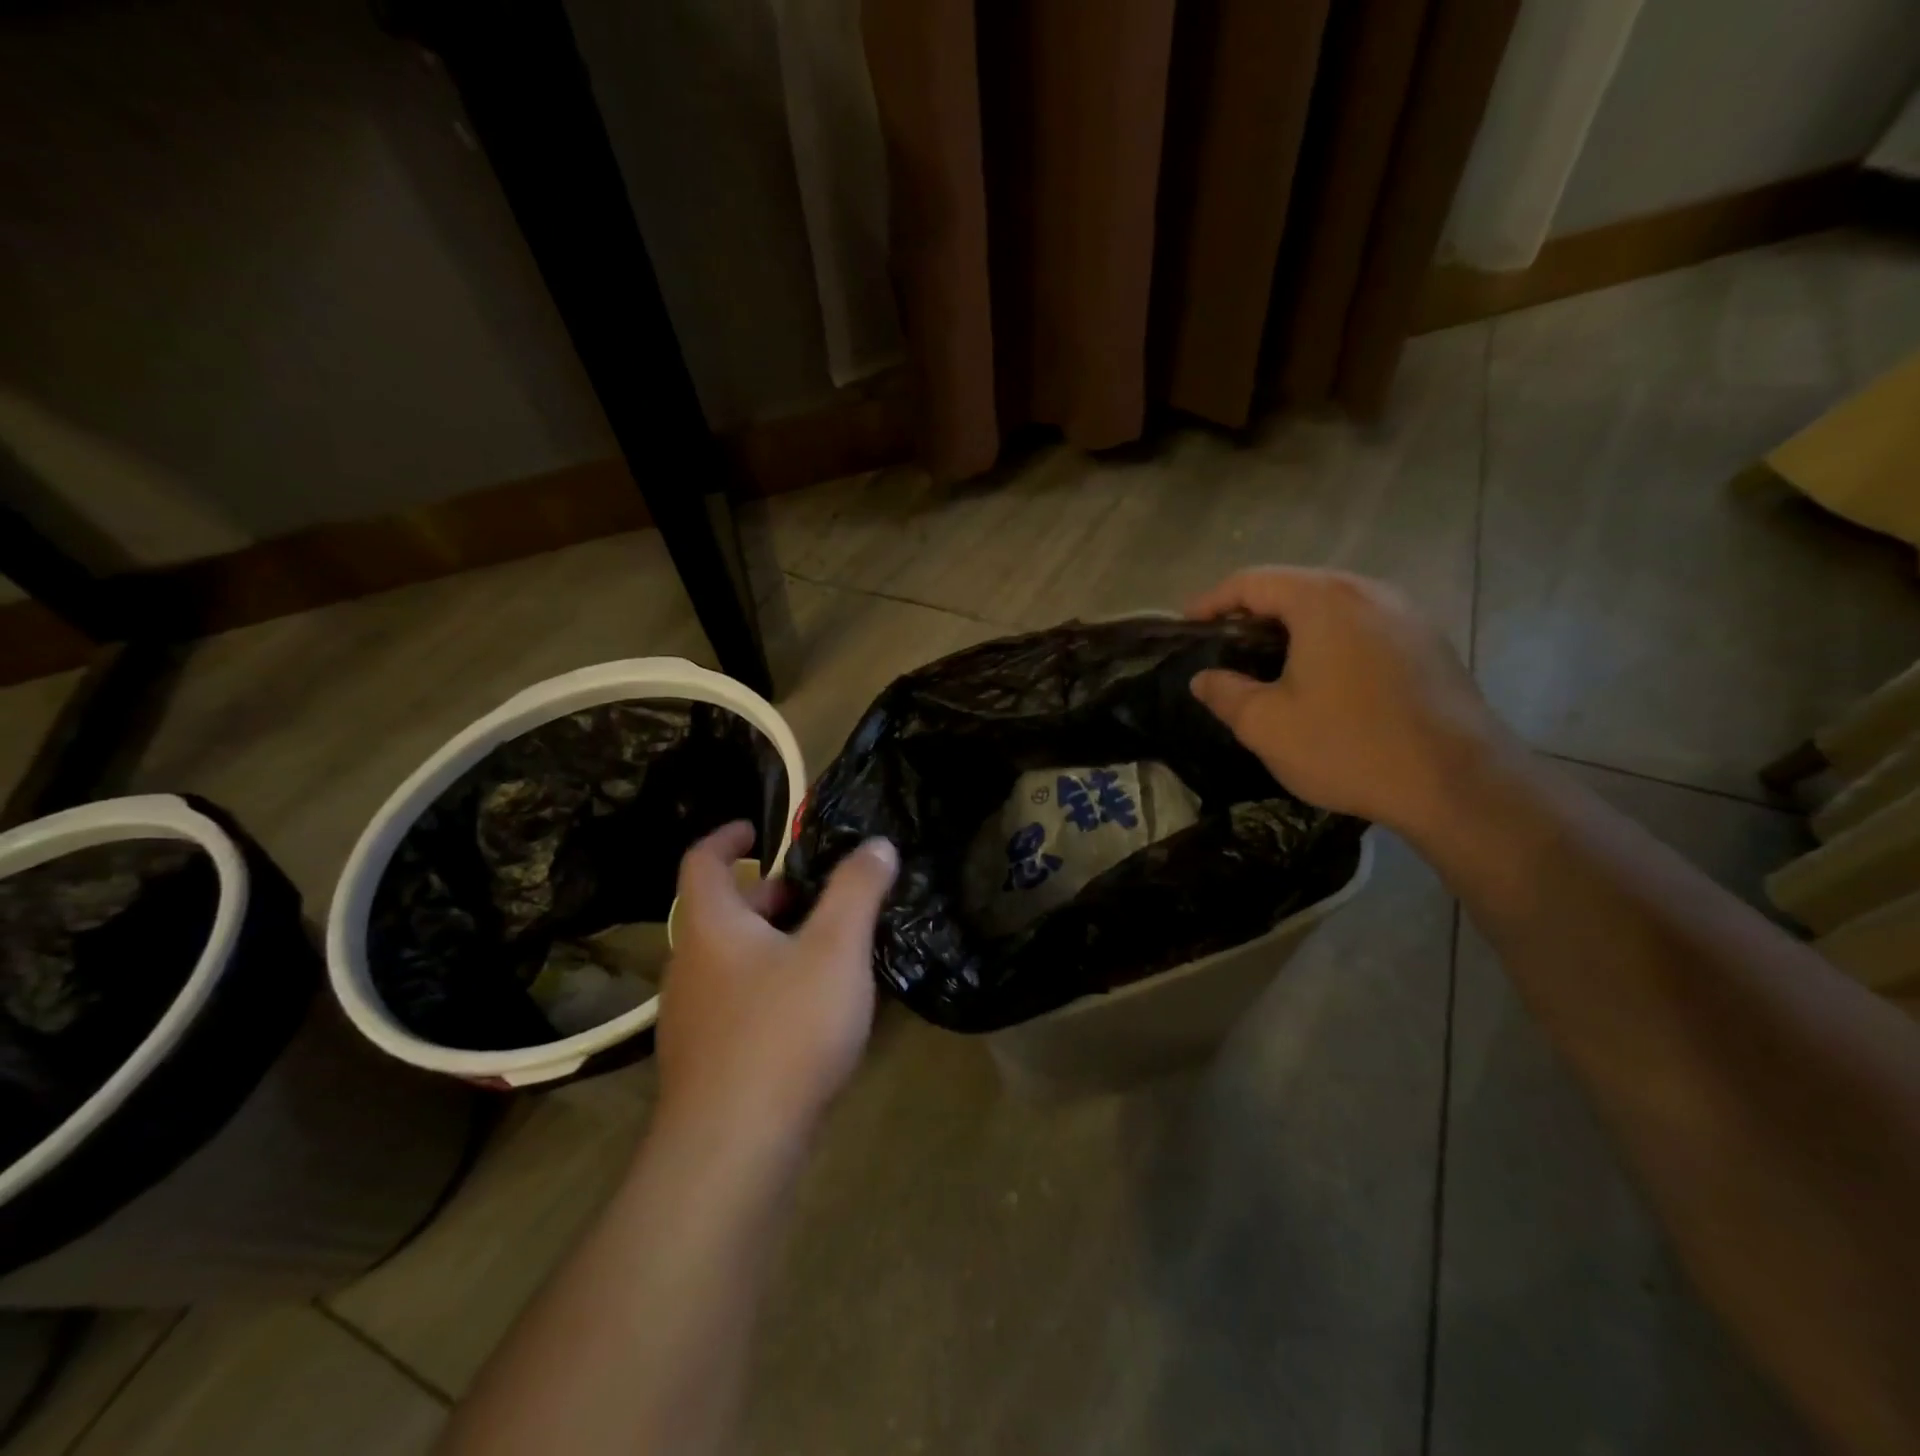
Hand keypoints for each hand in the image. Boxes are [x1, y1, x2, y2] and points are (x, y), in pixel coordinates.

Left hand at [657, 822, 897, 1146]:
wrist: (732, 1152)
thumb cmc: (784, 1030)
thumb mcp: (836, 949)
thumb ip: (858, 890)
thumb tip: (877, 845)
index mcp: (711, 927)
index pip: (703, 861)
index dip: (728, 837)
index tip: (759, 829)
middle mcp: (689, 965)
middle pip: (721, 912)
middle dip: (768, 895)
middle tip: (816, 895)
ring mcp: (691, 1018)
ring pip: (729, 960)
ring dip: (770, 943)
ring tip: (823, 950)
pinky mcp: (704, 1062)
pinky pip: (735, 1001)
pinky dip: (767, 985)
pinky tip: (808, 1012)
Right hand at [1187, 568, 1517, 841]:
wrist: (1458, 784)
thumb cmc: (1348, 746)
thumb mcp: (1266, 725)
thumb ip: (1224, 693)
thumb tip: (1203, 678)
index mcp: (1323, 601)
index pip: (1252, 581)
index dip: (1212, 600)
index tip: (1187, 626)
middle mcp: (1368, 591)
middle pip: (1295, 586)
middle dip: (1252, 611)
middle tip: (1224, 646)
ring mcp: (1407, 614)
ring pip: (1332, 605)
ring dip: (1293, 625)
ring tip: (1267, 661)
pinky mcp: (1428, 643)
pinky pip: (1363, 625)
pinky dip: (1329, 638)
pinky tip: (1321, 676)